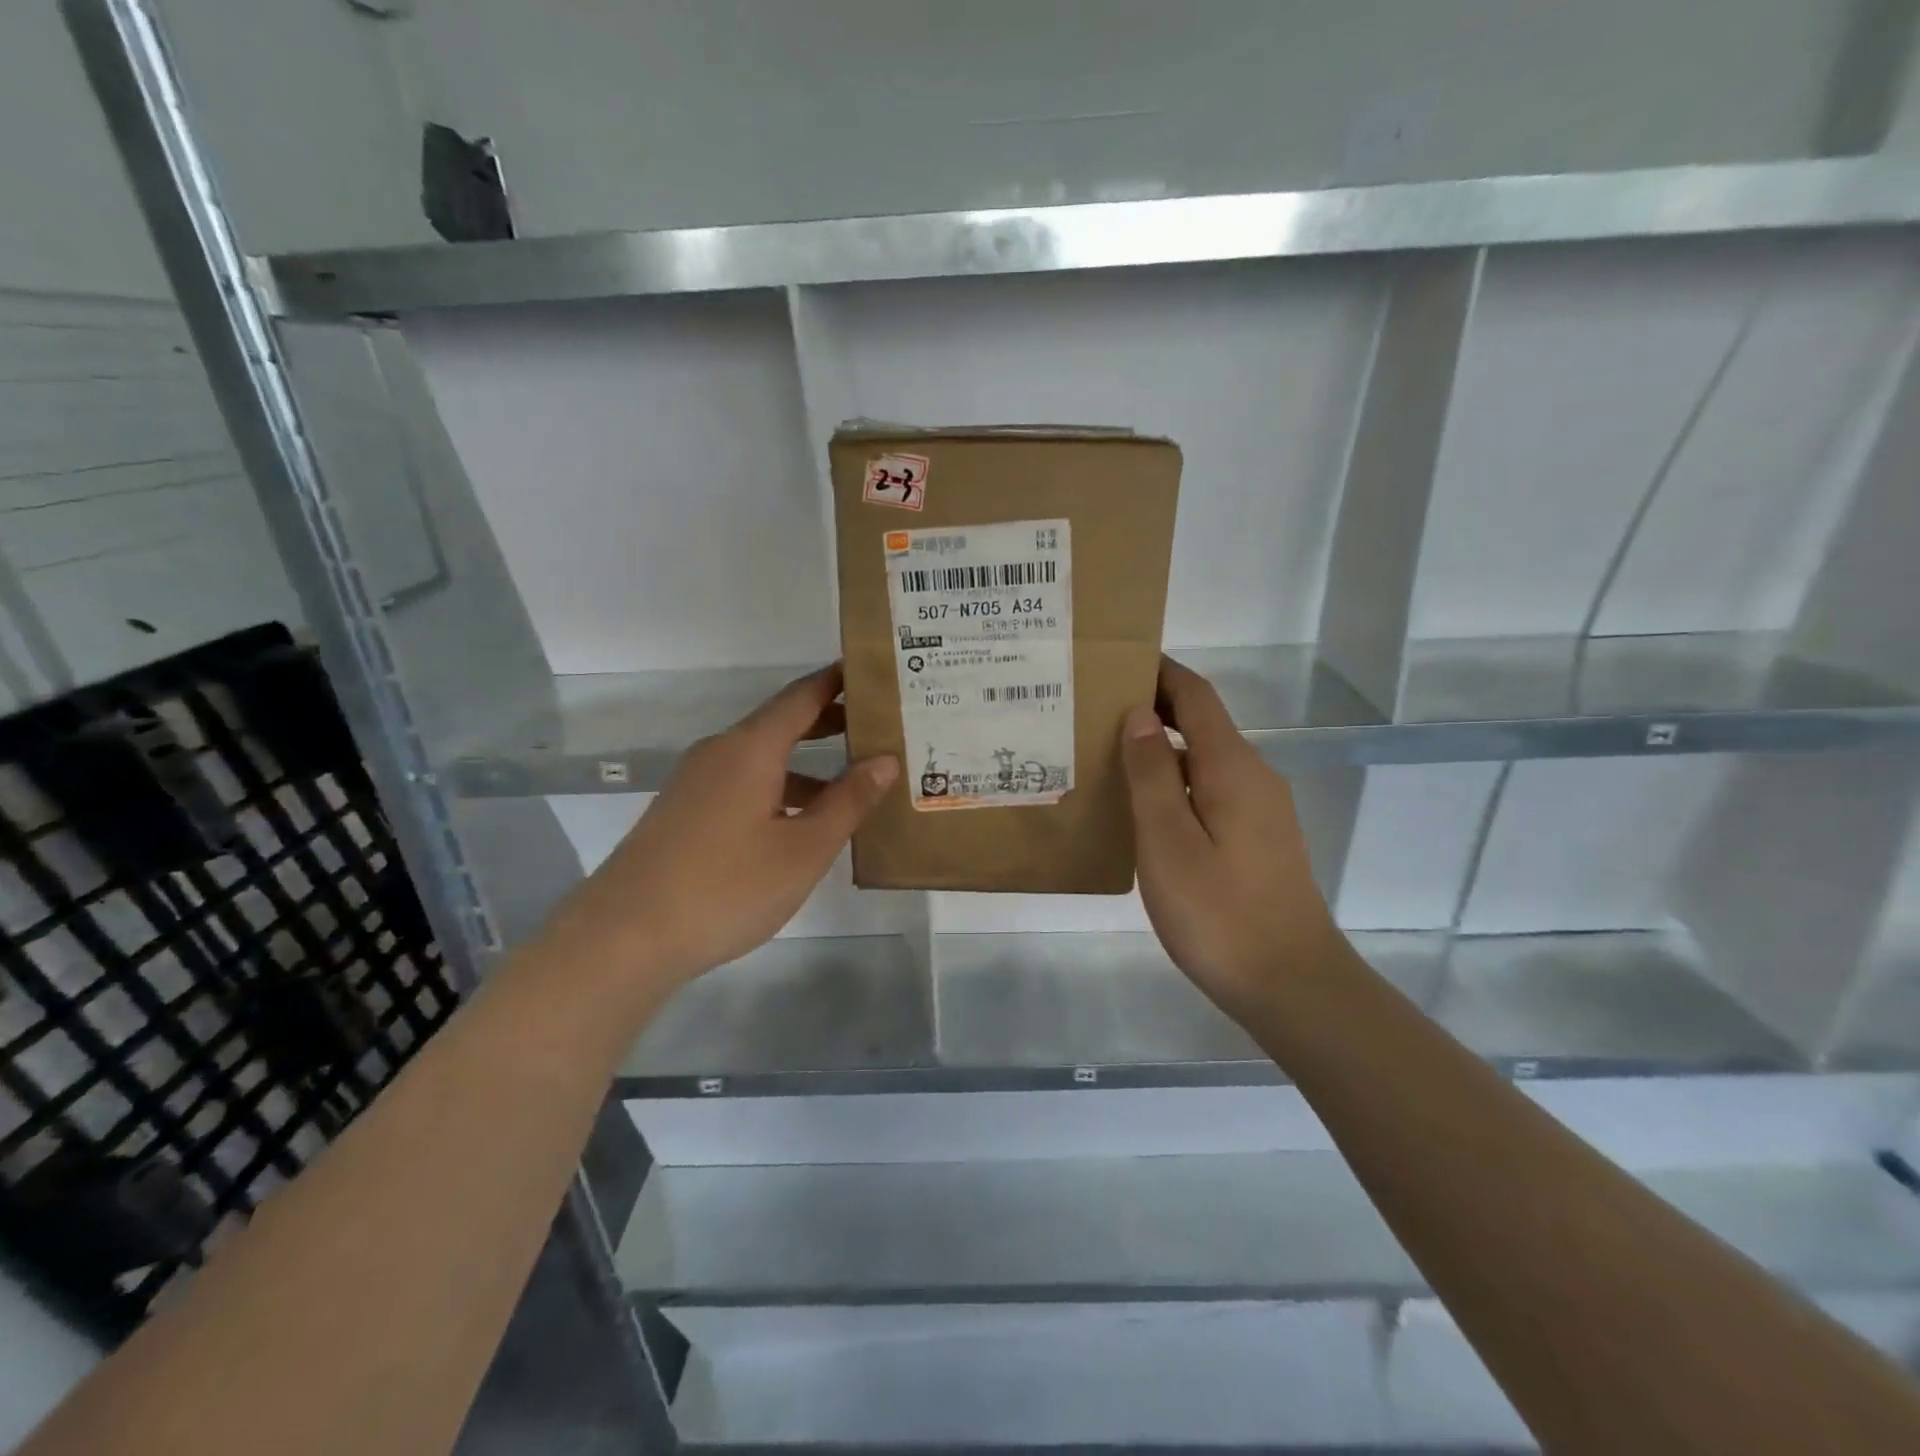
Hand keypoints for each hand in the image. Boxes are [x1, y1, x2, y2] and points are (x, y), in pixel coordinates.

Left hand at [542, 665, 897, 993]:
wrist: (623, 938)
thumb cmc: (726, 887)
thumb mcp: (803, 849)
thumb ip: (848, 801)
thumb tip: (885, 759)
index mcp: (750, 748)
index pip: (802, 696)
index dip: (839, 681)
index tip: (876, 673)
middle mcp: (720, 753)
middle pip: (782, 723)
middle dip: (830, 722)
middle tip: (879, 727)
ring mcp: (696, 783)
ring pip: (762, 759)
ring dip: (807, 764)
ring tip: (852, 784)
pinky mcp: (684, 812)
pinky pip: (742, 783)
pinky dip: (779, 788)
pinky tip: (798, 824)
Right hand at [1119, 657, 1338, 1021]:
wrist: (1292, 985)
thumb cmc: (1220, 913)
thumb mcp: (1169, 842)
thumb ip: (1152, 774)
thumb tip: (1138, 714)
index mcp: (1232, 767)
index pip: (1195, 695)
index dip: (1159, 671)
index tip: (1114, 660)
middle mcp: (1253, 777)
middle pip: (1201, 724)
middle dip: (1151, 709)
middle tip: (1092, 714)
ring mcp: (1260, 811)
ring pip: (1205, 762)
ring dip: (1161, 751)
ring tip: (1106, 759)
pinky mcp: (1258, 841)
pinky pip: (1211, 792)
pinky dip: (1175, 784)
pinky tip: (1143, 810)